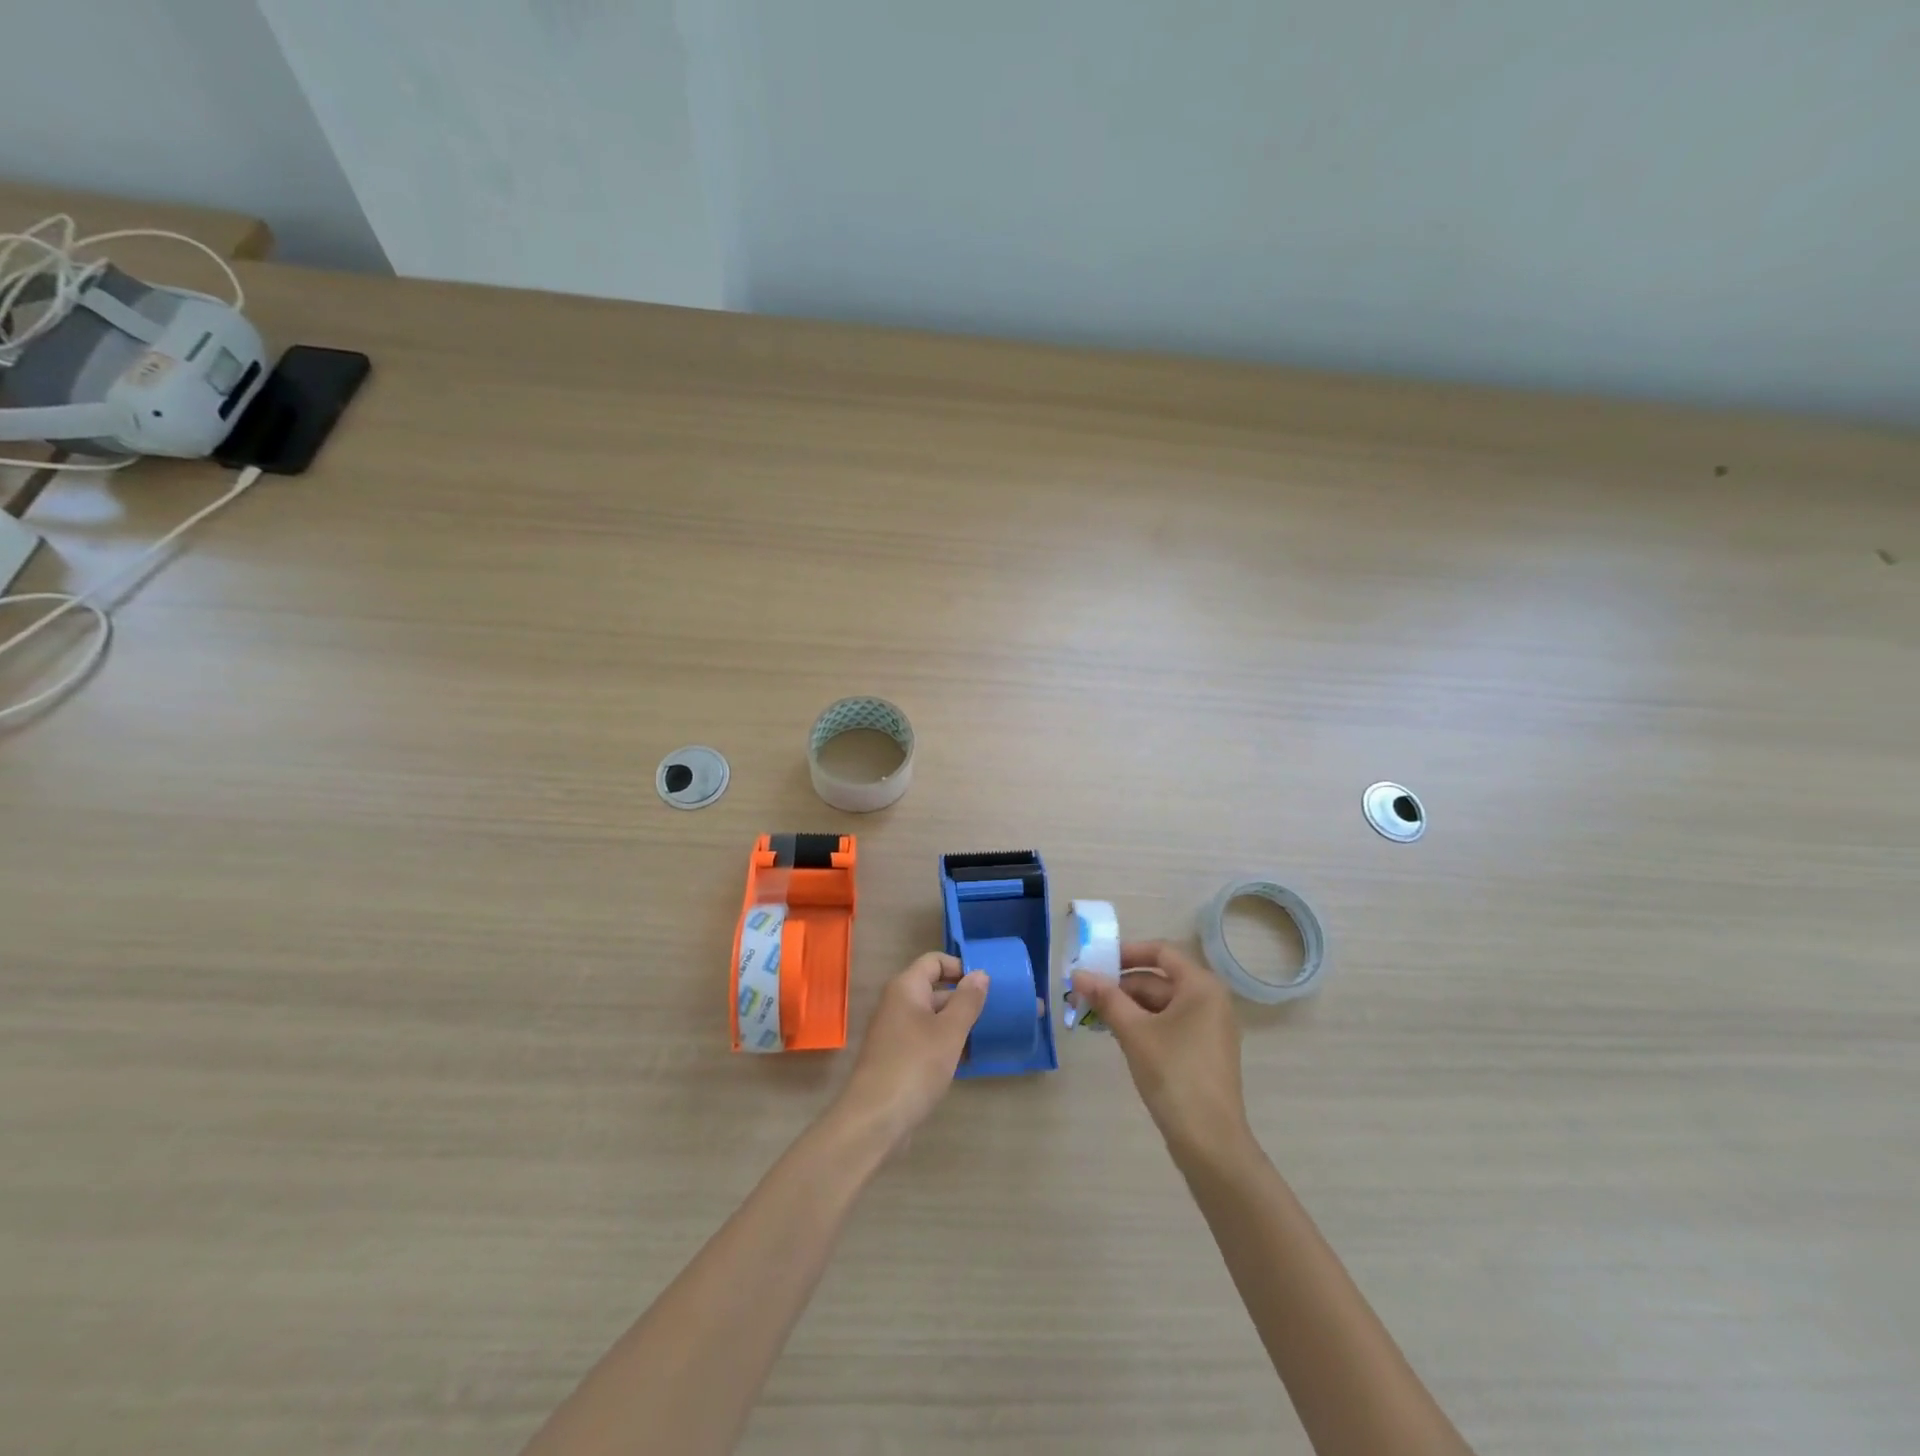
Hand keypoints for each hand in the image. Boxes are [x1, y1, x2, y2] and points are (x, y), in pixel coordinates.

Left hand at [831, 952, 988, 1153]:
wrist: (874, 1120)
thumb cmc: (915, 1066)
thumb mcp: (949, 1031)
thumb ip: (967, 1000)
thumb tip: (980, 974)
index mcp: (906, 988)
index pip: (934, 961)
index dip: (961, 968)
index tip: (987, 986)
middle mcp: (897, 1004)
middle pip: (934, 989)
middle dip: (964, 1000)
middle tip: (995, 1014)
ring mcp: (894, 1032)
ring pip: (932, 1018)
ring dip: (957, 1025)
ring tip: (986, 1038)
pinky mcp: (896, 1058)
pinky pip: (925, 1040)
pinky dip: (945, 1045)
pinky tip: (966, 1061)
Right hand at [1072, 940, 1249, 1161]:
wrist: (1209, 1141)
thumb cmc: (1173, 1074)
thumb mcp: (1134, 1031)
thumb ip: (1106, 998)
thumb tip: (1078, 973)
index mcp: (1201, 986)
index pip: (1161, 951)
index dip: (1127, 952)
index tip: (1097, 963)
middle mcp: (1210, 1000)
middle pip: (1159, 979)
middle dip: (1122, 985)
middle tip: (1086, 995)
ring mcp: (1209, 1027)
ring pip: (1162, 1004)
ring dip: (1129, 1006)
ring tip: (1095, 1017)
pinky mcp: (1203, 1051)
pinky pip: (1170, 1024)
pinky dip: (1144, 1024)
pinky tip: (1118, 1036)